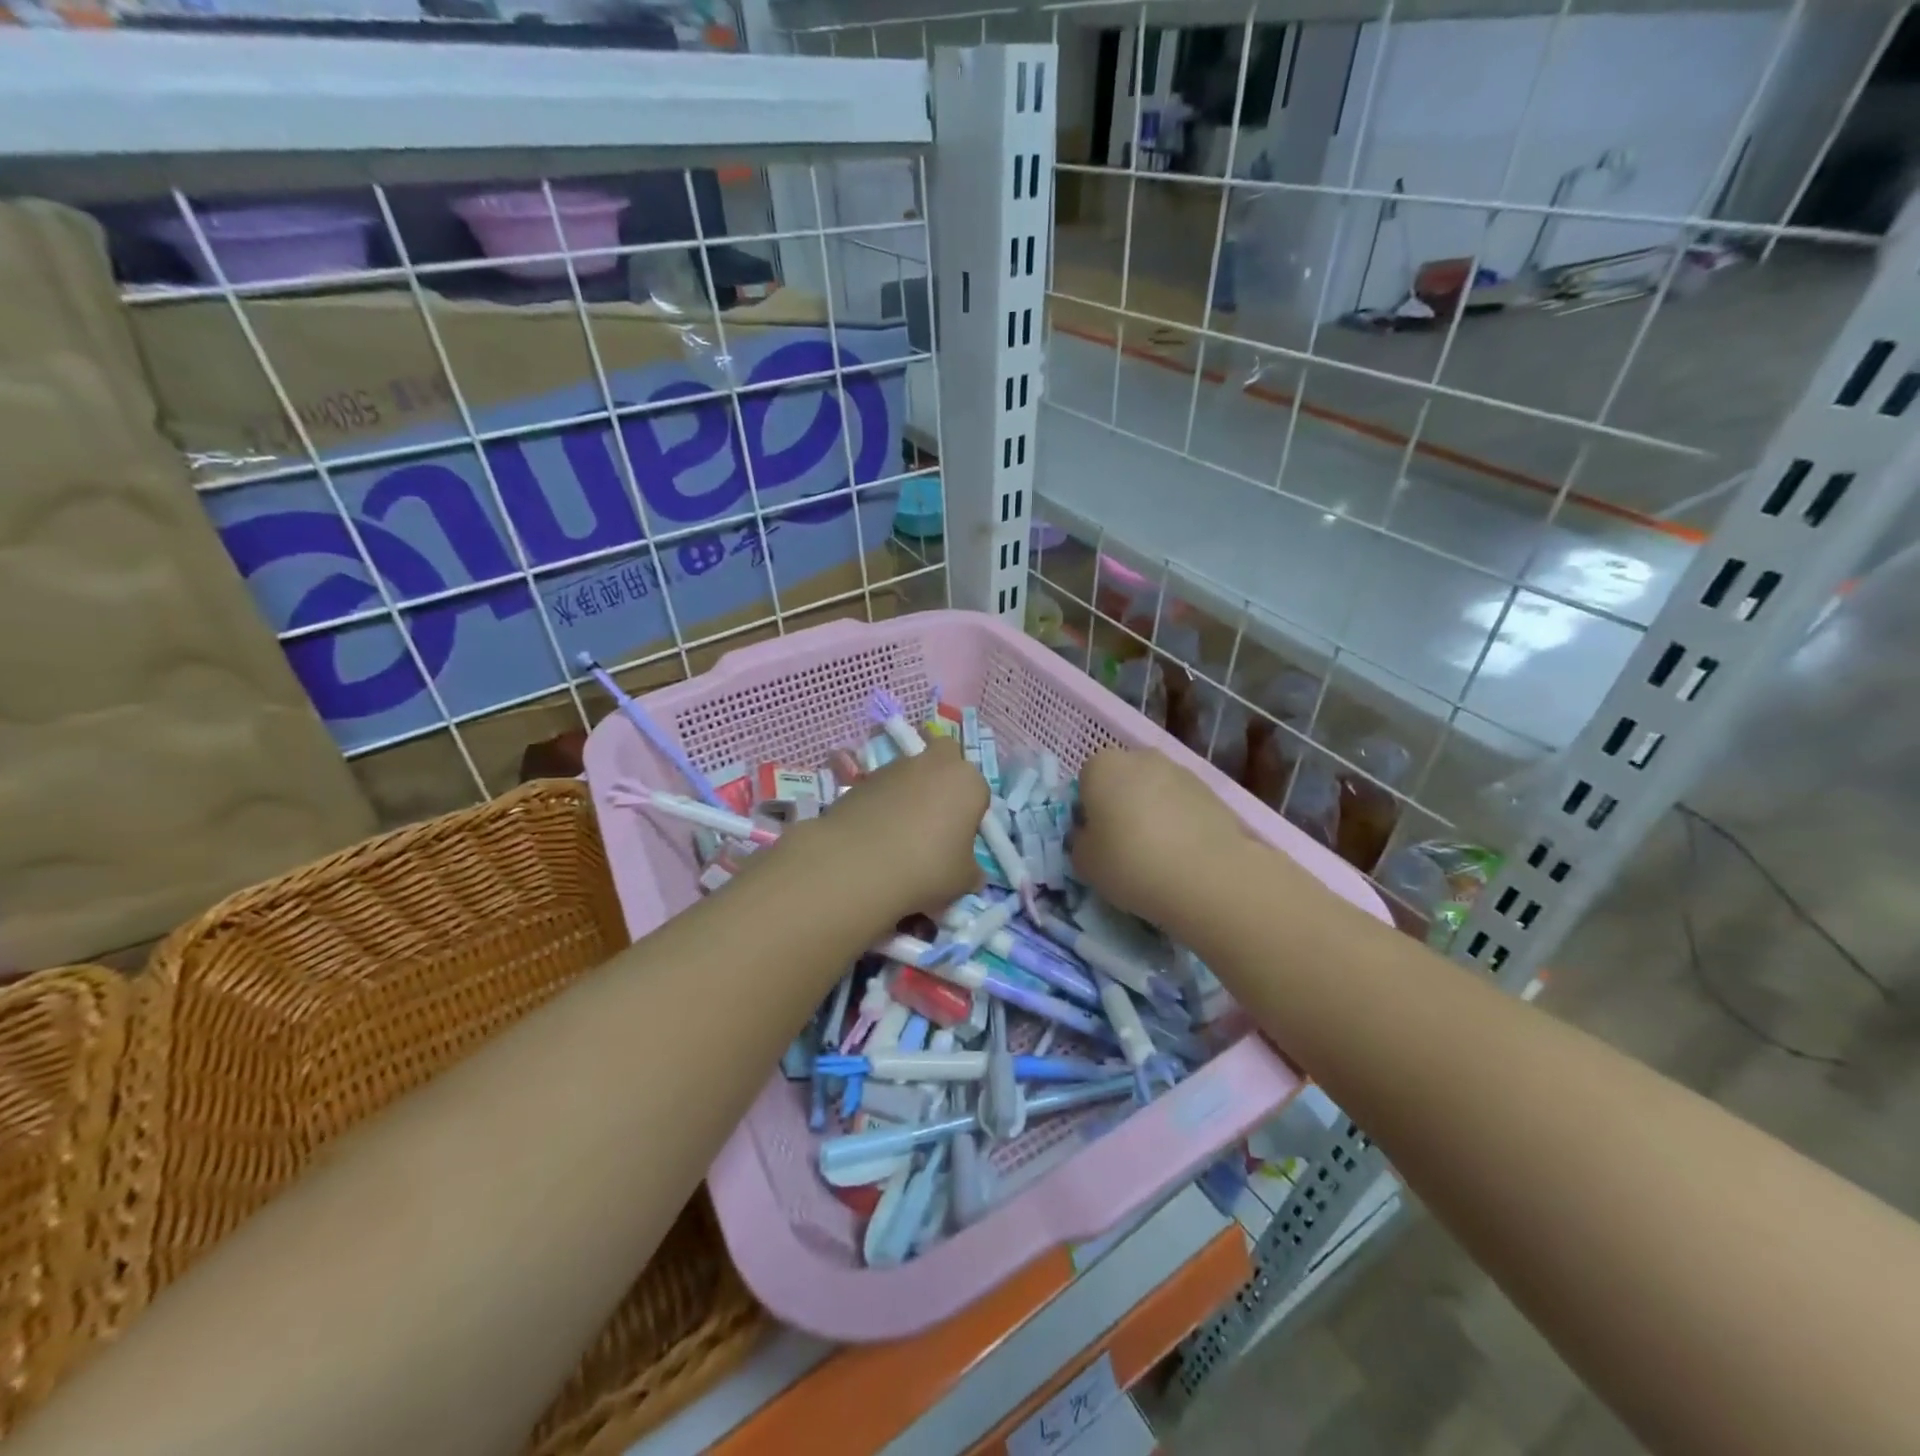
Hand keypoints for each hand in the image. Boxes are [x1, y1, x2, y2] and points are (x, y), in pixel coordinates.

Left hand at [812, 737, 987, 918]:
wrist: (857, 864)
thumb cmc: (926, 867)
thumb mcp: (963, 880)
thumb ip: (971, 870)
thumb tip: (970, 872)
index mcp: (967, 781)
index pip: (979, 791)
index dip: (970, 815)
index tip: (959, 840)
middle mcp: (934, 764)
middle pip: (945, 756)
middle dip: (944, 777)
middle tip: (936, 816)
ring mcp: (894, 767)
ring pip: (911, 772)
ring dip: (910, 792)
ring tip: (899, 833)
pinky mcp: (861, 779)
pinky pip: (883, 788)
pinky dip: (883, 803)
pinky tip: (875, 835)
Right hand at [1070, 747, 1273, 933]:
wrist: (1208, 876)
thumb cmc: (1131, 863)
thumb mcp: (1084, 863)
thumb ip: (1080, 841)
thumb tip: (1092, 835)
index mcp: (1101, 766)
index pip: (1085, 783)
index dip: (1088, 812)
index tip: (1096, 841)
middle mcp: (1140, 757)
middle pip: (1122, 781)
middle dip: (1121, 806)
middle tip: (1124, 846)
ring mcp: (1180, 770)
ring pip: (1155, 791)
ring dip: (1152, 813)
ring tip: (1159, 854)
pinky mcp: (1212, 791)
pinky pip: (1183, 805)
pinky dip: (1180, 822)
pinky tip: (1184, 854)